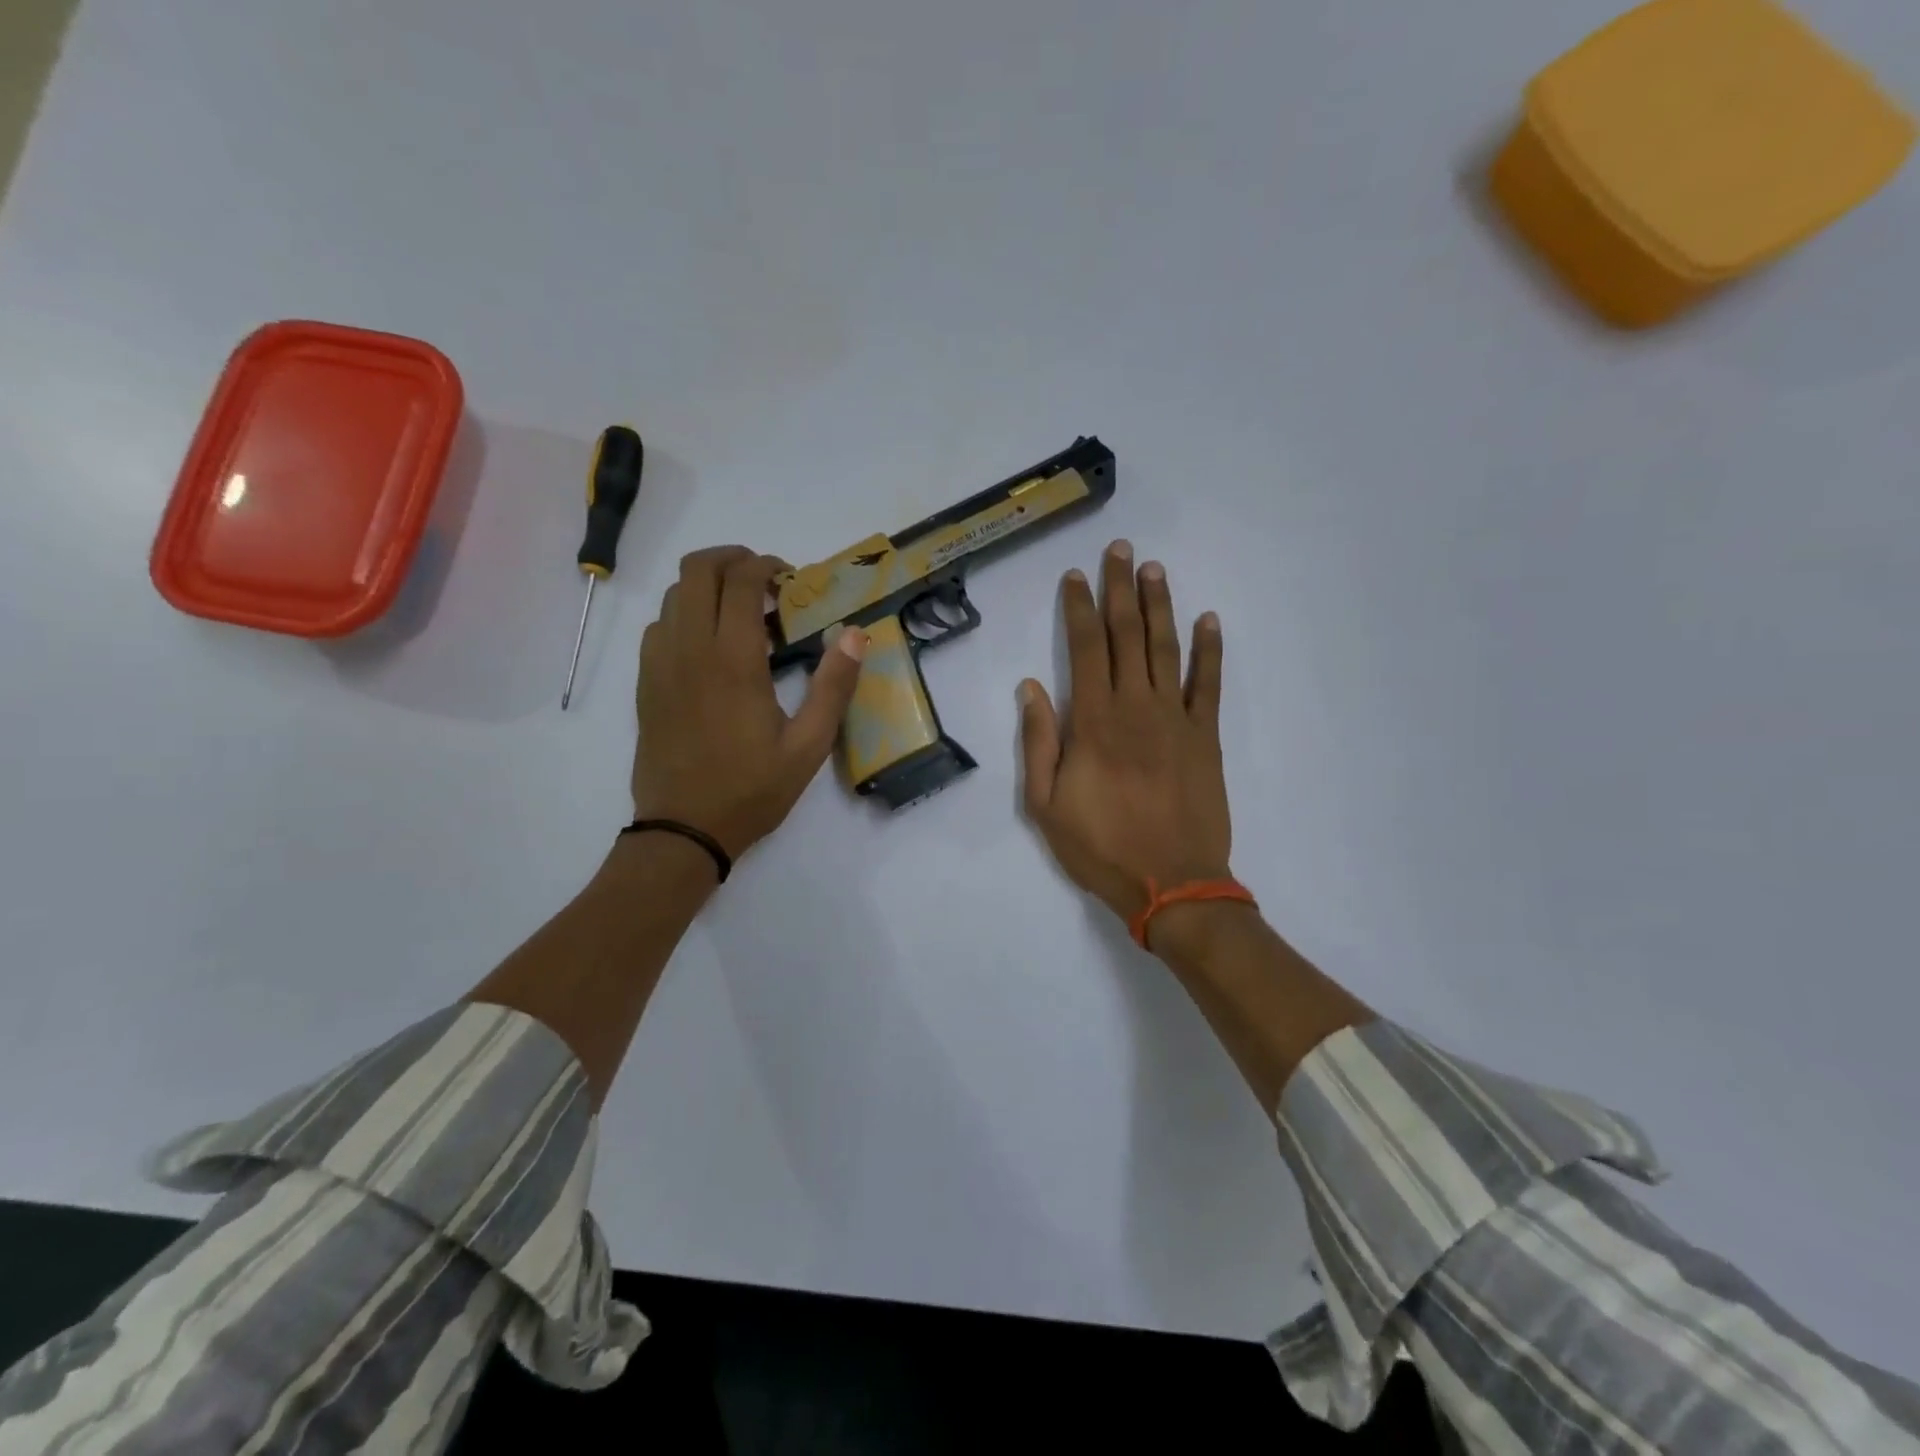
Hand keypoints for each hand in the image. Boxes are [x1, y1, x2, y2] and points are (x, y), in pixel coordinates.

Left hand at [633, 546, 868, 857]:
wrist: (683, 829)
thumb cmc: (752, 788)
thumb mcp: (809, 745)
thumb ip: (834, 686)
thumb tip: (855, 634)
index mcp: (734, 660)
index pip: (740, 581)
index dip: (765, 566)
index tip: (789, 579)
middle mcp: (690, 649)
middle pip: (696, 570)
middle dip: (731, 559)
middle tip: (763, 580)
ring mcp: (660, 664)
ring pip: (672, 594)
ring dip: (706, 586)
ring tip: (740, 611)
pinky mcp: (645, 682)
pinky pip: (658, 625)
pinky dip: (684, 614)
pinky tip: (709, 644)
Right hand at [1019, 540, 1229, 923]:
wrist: (1173, 884)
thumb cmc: (1101, 847)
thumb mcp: (1045, 805)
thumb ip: (1038, 742)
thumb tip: (1030, 688)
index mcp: (1093, 722)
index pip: (1084, 649)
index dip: (1078, 608)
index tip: (1075, 576)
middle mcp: (1135, 707)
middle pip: (1126, 635)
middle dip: (1120, 590)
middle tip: (1120, 550)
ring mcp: (1176, 719)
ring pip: (1165, 649)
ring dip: (1160, 606)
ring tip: (1155, 569)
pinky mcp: (1207, 737)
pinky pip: (1210, 685)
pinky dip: (1210, 650)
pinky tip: (1208, 620)